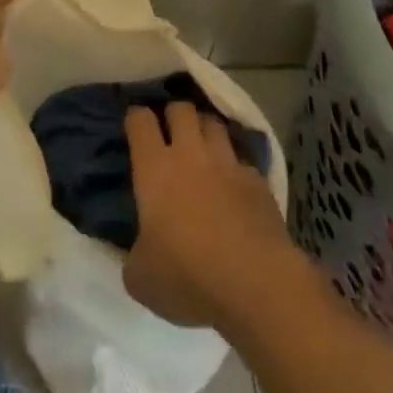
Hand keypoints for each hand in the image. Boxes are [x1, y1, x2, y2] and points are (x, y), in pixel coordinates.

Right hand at [123, 102, 296, 330]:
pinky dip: (235, 166)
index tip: (134, 127)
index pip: (140, 121)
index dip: (136, 119)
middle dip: (174, 114)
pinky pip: (242, 159)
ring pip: (214, 124)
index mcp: (155, 169)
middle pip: (181, 109)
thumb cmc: (188, 277)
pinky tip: (234, 185)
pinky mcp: (258, 181)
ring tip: (202, 147)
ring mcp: (228, 164)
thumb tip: (140, 251)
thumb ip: (134, 255)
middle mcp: (191, 155)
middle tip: (170, 133)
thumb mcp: (141, 278)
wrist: (256, 284)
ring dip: (205, 130)